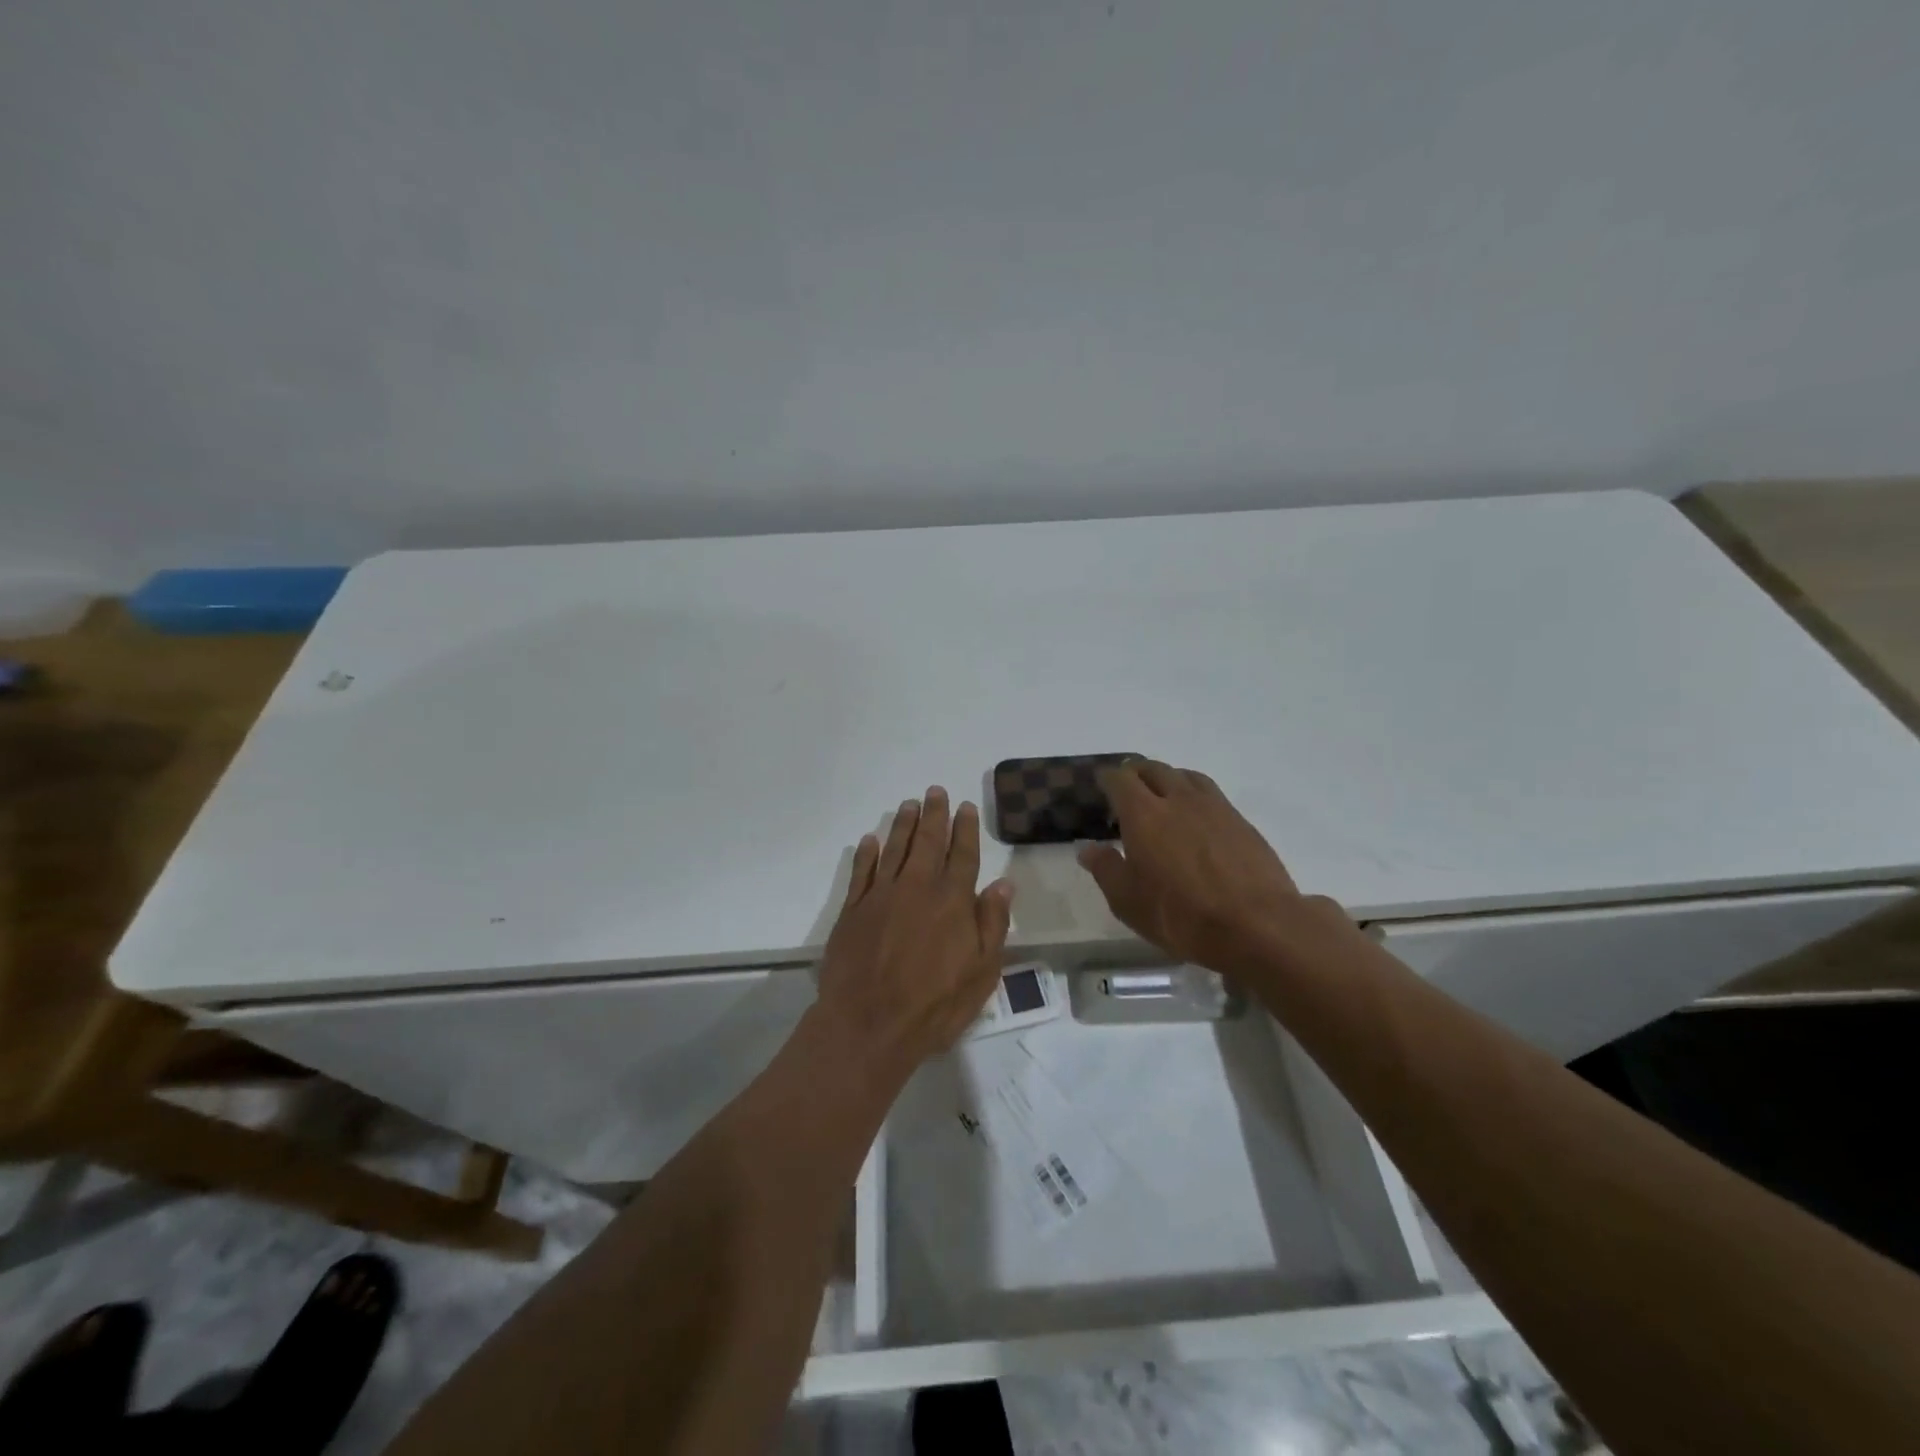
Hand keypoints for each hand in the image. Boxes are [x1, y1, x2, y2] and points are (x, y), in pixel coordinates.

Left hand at [814, 787, 1015, 1079]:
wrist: (868, 1025)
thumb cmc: (934, 1005)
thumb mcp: (982, 972)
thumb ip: (992, 924)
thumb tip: (1003, 883)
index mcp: (952, 901)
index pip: (963, 855)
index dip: (965, 829)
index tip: (965, 806)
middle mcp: (917, 888)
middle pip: (927, 842)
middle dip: (933, 815)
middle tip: (934, 791)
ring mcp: (881, 896)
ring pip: (894, 849)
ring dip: (902, 825)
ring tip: (908, 804)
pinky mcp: (852, 910)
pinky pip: (860, 872)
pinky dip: (866, 854)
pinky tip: (870, 841)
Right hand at [1078, 761, 1344, 974]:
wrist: (1257, 925)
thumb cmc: (1181, 915)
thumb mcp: (1128, 902)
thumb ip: (1105, 869)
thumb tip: (1088, 848)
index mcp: (1144, 813)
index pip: (1120, 778)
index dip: (1107, 779)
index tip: (1100, 787)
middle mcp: (1178, 799)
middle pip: (1153, 769)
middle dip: (1136, 774)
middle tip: (1127, 792)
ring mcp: (1214, 806)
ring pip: (1185, 776)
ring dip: (1168, 779)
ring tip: (1162, 798)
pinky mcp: (1241, 821)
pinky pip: (1210, 793)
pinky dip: (1194, 795)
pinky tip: (1195, 819)